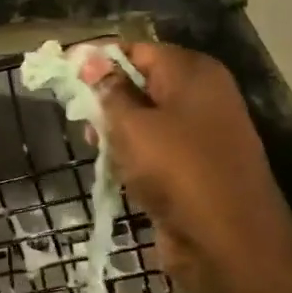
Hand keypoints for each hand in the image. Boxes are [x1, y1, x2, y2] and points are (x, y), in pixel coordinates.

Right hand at [77, 42, 291, 292]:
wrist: (229, 242)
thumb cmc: (177, 171)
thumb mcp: (132, 125)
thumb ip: (108, 90)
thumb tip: (89, 58)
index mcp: (192, 73)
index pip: (135, 50)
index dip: (97, 60)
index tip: (63, 74)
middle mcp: (201, 95)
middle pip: (140, 82)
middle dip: (105, 97)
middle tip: (77, 115)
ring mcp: (201, 132)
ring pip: (145, 117)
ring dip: (116, 129)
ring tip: (94, 144)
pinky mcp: (195, 166)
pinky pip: (156, 147)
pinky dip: (133, 154)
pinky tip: (114, 167)